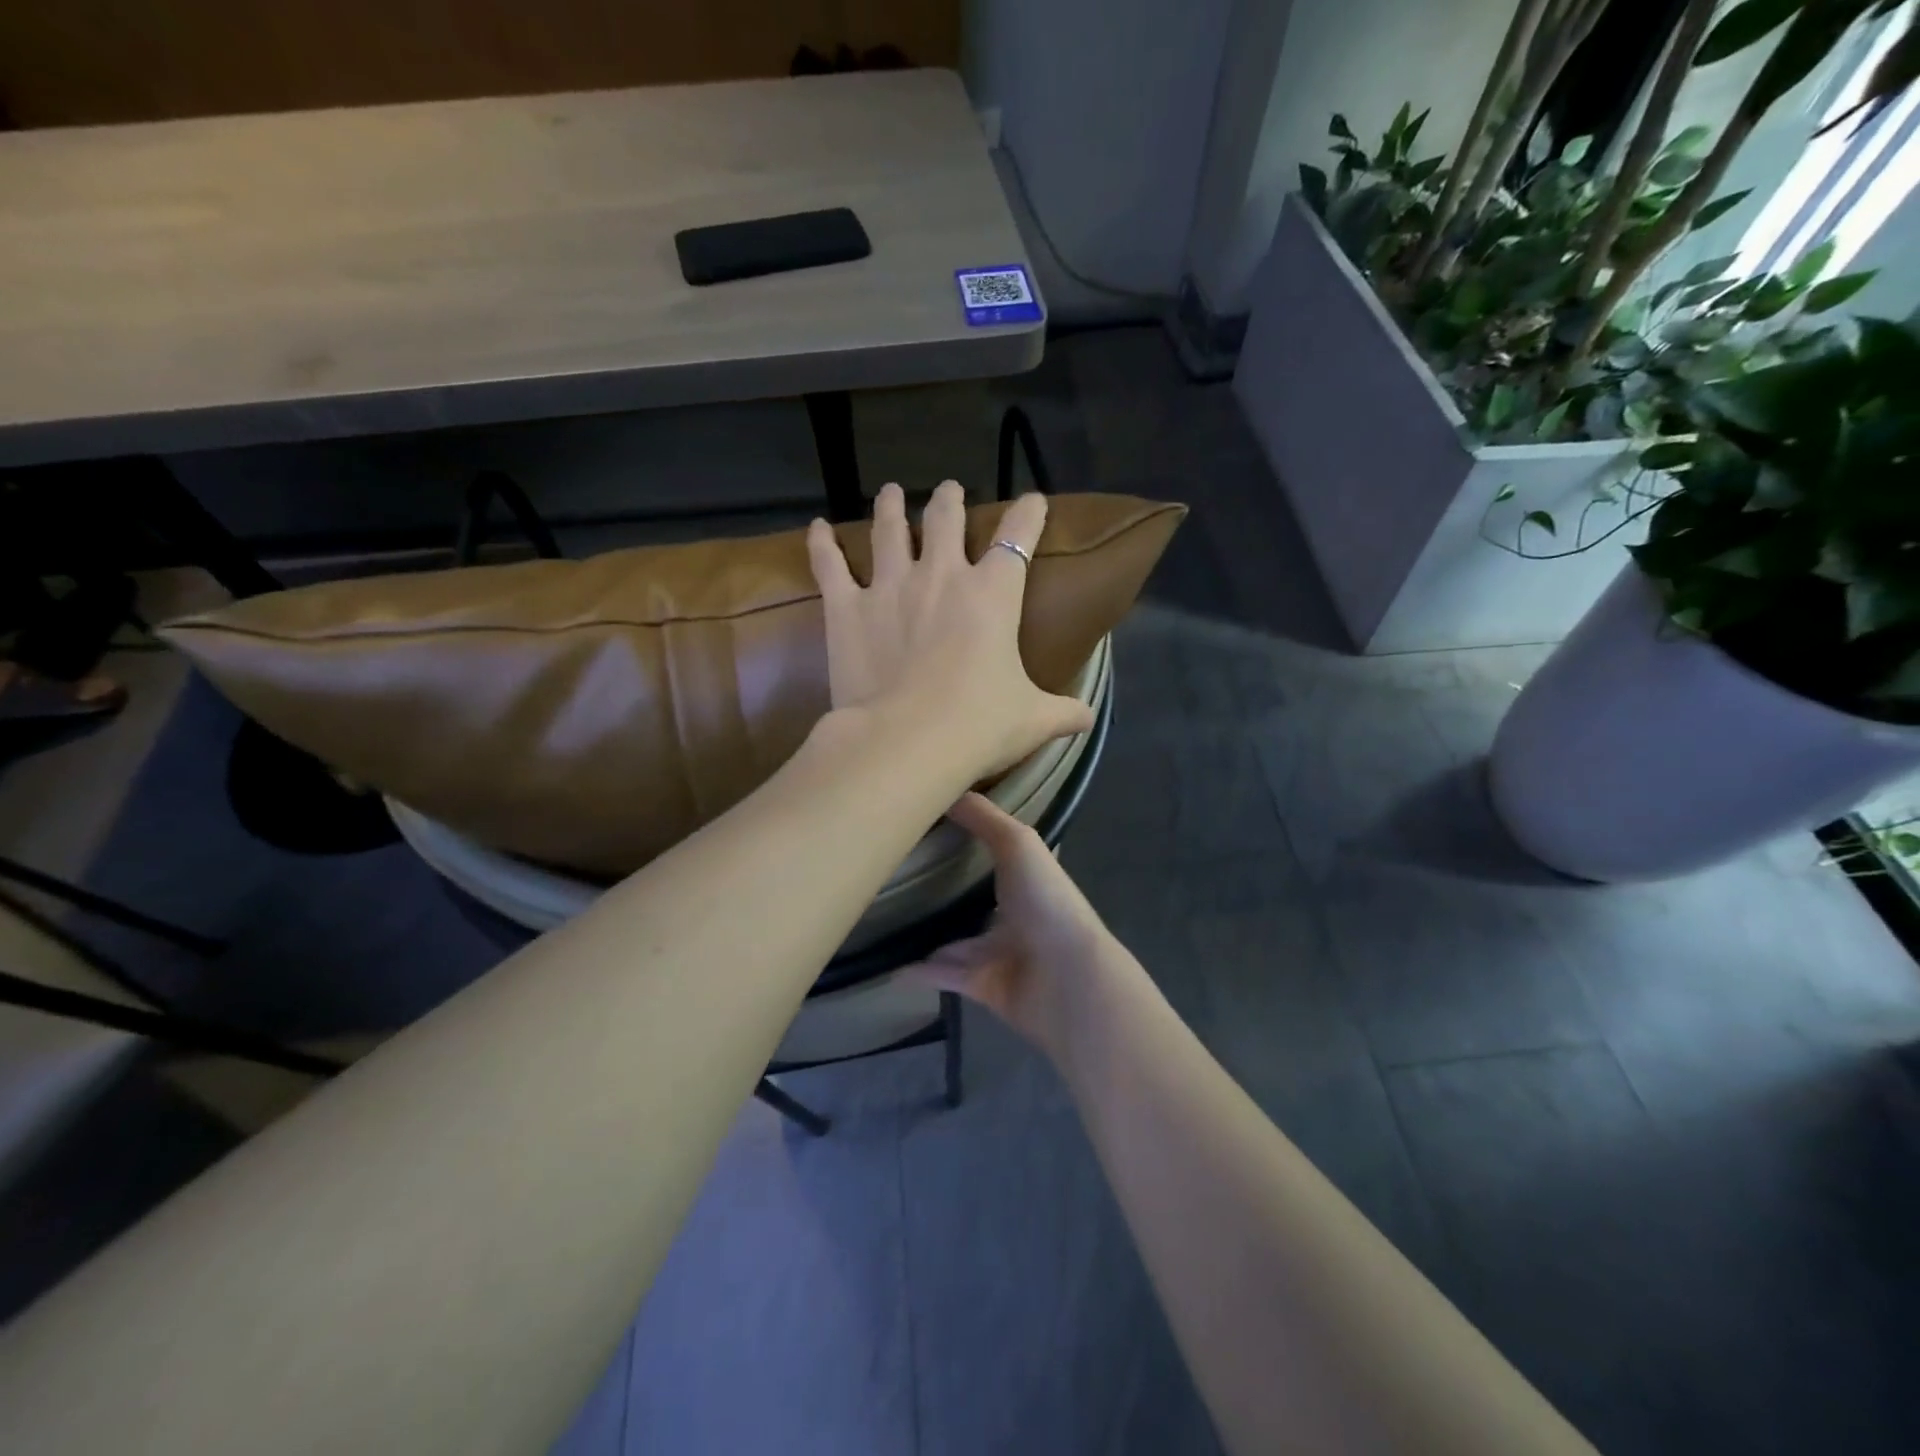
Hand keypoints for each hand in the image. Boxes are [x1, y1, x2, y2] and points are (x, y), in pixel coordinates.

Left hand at [807, 481, 1092, 781]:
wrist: (908, 741)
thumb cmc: (979, 725)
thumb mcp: (1032, 720)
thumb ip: (1062, 712)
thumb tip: (1088, 718)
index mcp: (992, 593)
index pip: (1017, 537)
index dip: (1028, 514)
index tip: (1033, 501)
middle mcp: (941, 575)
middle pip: (946, 519)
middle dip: (951, 500)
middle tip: (949, 491)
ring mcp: (889, 586)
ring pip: (889, 529)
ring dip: (891, 507)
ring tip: (891, 492)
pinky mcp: (846, 608)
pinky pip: (830, 565)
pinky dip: (822, 544)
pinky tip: (817, 528)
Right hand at [900, 792, 1119, 1057]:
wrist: (1066, 980)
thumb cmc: (1045, 902)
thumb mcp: (1017, 843)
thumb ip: (984, 817)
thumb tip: (948, 789)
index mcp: (1028, 878)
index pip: (998, 853)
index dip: (970, 838)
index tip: (930, 823)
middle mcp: (1015, 913)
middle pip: (972, 898)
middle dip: (941, 888)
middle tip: (895, 871)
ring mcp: (999, 951)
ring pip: (953, 939)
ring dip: (924, 931)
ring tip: (882, 915)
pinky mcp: (981, 984)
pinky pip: (941, 974)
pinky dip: (917, 971)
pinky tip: (887, 962)